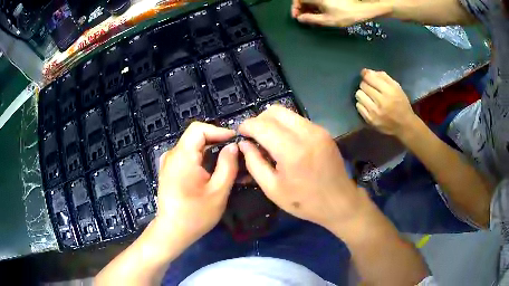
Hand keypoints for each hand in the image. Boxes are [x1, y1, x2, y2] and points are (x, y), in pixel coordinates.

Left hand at [156, 122, 237, 244]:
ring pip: (192, 146)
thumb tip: (233, 146)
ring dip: (210, 151)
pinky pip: (187, 156)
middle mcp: (172, 155)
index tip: (235, 141)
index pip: (198, 129)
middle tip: (235, 153)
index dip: (218, 130)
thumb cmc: (195, 215)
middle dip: (217, 141)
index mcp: (182, 156)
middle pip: (196, 137)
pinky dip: (201, 158)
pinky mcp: (169, 170)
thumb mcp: (218, 192)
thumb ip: (228, 165)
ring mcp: (168, 162)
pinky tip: (212, 170)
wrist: (172, 231)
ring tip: (228, 162)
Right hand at [238, 106, 370, 232]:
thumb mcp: (272, 189)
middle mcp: (306, 134)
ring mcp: (317, 130)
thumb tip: (244, 144)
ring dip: (272, 122)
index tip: (240, 133)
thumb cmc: (304, 202)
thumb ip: (254, 163)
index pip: (262, 125)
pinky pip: (298, 120)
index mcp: (291, 151)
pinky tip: (285, 142)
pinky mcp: (323, 132)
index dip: (247, 126)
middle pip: (275, 111)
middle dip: (259, 120)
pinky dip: (286, 126)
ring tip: (268, 139)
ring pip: (287, 113)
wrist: (339, 202)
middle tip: (254, 136)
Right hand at [292, 0, 391, 26]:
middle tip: (303, 18)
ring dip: (308, 8)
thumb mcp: (327, 20)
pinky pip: (317, 1)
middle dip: (301, 8)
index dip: (295, 8)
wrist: (361, 10)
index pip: (299, 0)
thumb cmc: (346, 15)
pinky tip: (318, 14)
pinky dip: (315, 7)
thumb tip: (301, 19)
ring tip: (311, 18)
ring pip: (311, 0)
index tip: (297, 16)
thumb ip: (311, 19)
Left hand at [355, 69, 417, 136]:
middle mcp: (381, 101)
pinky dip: (362, 104)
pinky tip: (369, 105)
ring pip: (359, 95)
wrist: (404, 126)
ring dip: (363, 94)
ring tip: (369, 97)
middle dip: (366, 85)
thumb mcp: (396, 87)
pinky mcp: (369, 120)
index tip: (367, 76)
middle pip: (363, 85)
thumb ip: (382, 77)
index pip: (369, 77)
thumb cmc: (401, 104)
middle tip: (371, 89)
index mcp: (389, 91)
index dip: (366, 75)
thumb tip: (366, 71)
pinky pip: (358, 106)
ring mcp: (374, 112)